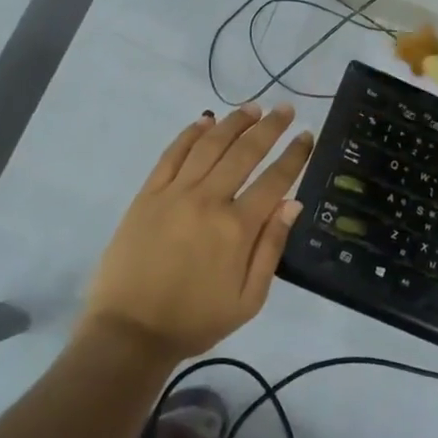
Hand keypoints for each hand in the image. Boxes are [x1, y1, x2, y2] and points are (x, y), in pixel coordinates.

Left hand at [82, 103, 313, 363]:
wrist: (130, 330)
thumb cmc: (195, 320)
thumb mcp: (247, 300)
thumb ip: (271, 248)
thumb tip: (293, 203)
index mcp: (237, 228)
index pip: (274, 180)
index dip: (294, 155)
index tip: (307, 135)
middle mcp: (208, 200)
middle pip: (244, 152)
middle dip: (269, 127)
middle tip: (285, 108)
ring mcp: (174, 193)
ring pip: (209, 145)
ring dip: (234, 123)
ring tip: (253, 107)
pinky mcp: (148, 194)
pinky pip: (172, 154)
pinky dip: (190, 133)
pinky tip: (206, 120)